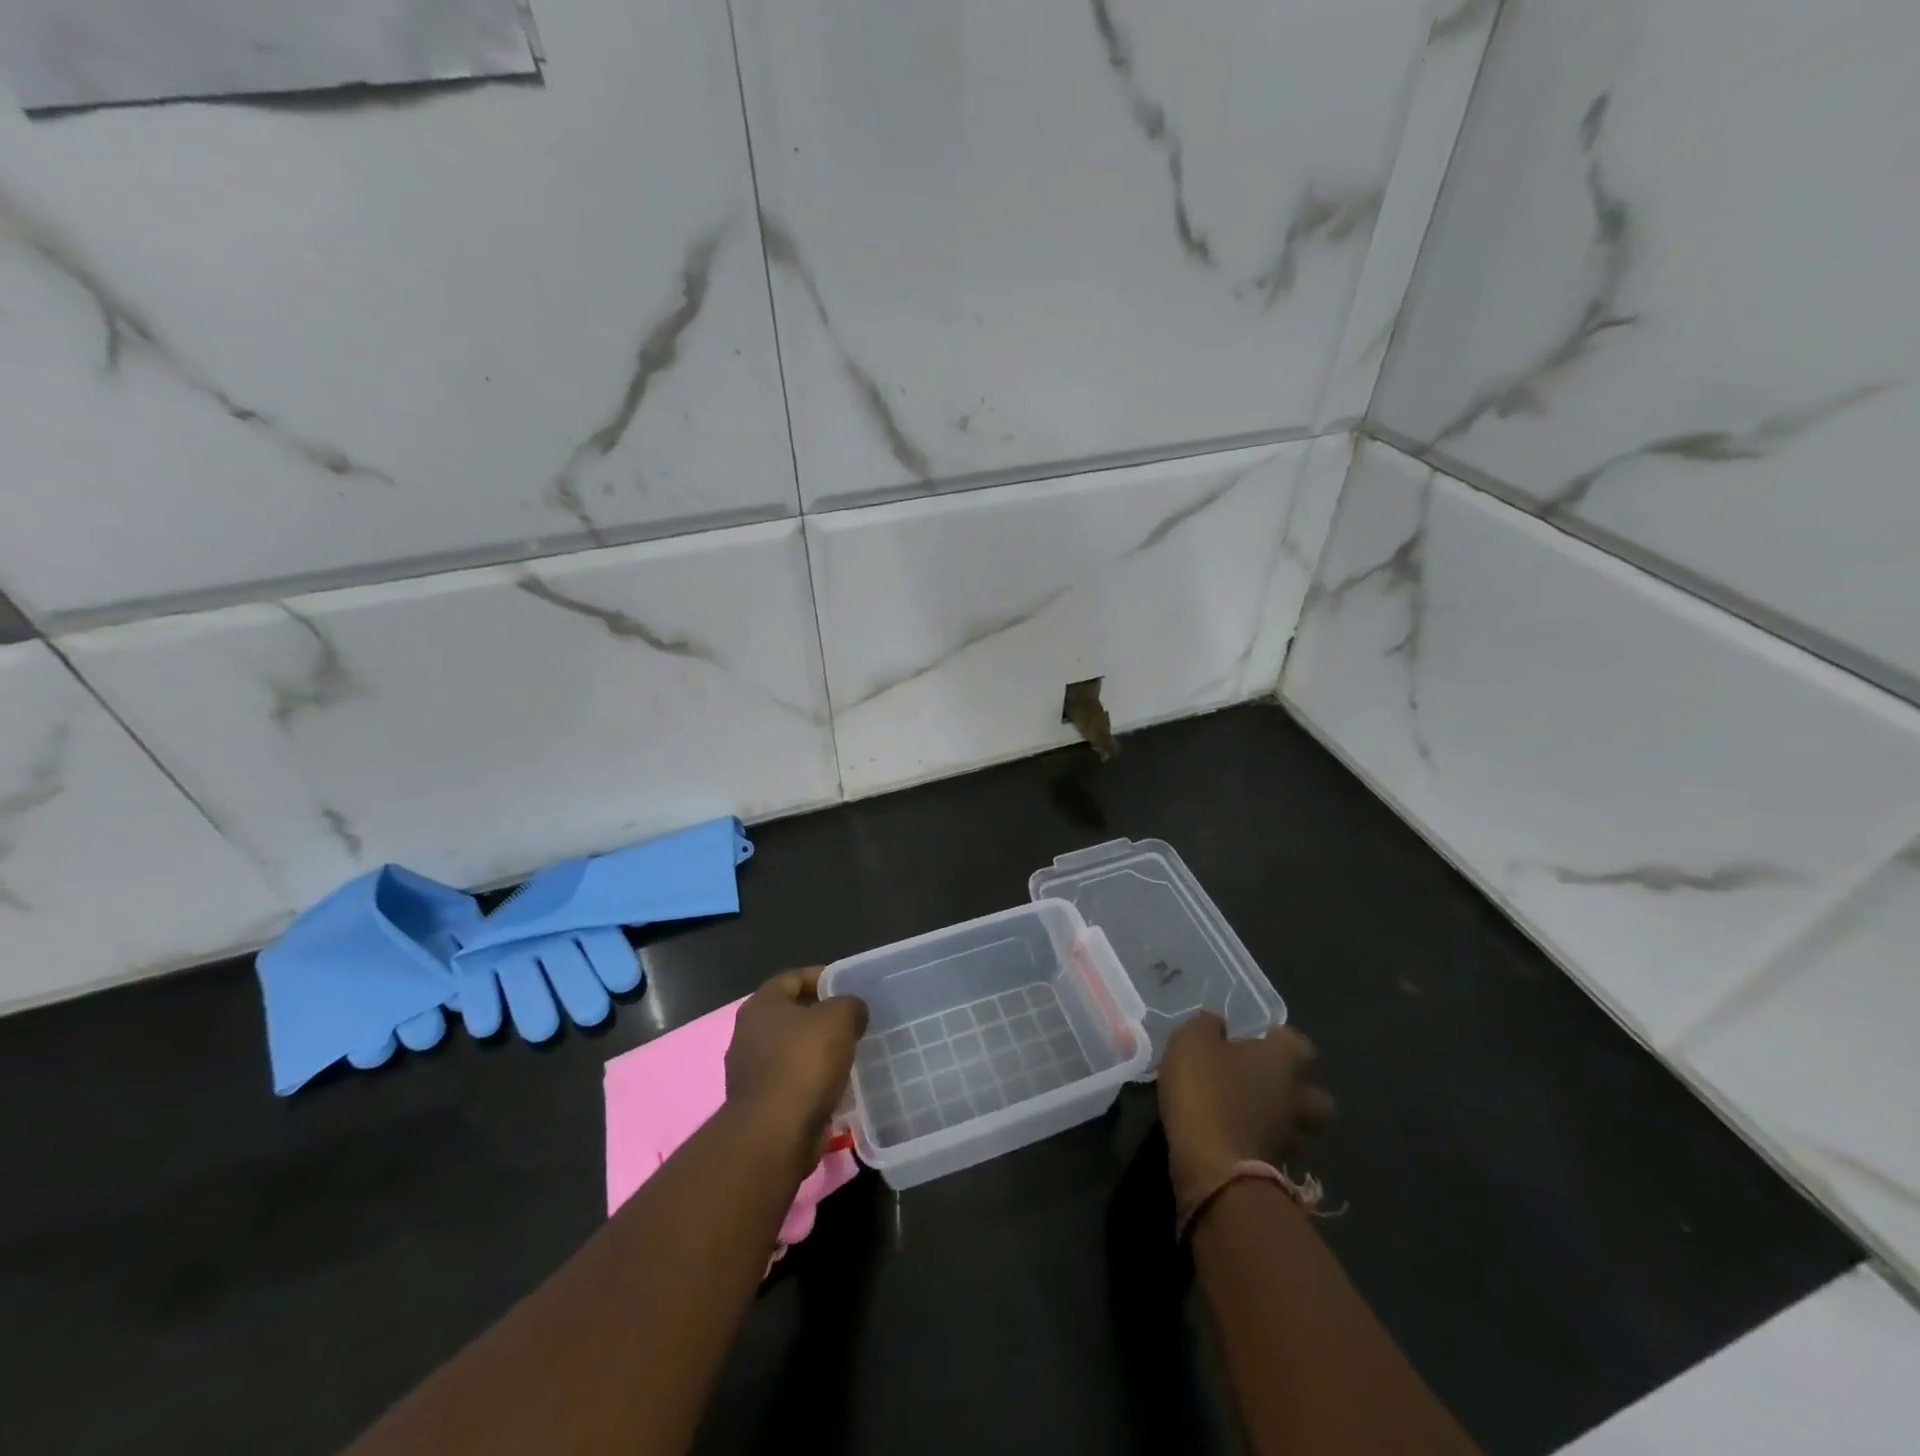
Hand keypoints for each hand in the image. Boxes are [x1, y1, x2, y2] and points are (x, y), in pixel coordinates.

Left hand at [726, 968, 868, 1151]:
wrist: (775, 1134)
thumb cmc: (804, 1063)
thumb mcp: (839, 1018)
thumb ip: (849, 1004)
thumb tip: (852, 1011)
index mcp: (762, 1005)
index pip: (794, 978)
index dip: (823, 977)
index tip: (850, 987)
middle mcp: (748, 1034)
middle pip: (792, 1015)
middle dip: (822, 1016)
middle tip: (853, 1021)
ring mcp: (750, 1071)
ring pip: (792, 1050)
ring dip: (818, 1051)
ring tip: (850, 1053)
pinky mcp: (759, 1104)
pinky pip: (792, 1081)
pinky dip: (812, 1081)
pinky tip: (836, 1086)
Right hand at [1157, 1013, 1333, 1208]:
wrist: (1212, 1163)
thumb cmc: (1206, 1089)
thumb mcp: (1192, 1041)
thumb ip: (1207, 1026)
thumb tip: (1218, 1022)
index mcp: (1284, 1059)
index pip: (1299, 1042)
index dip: (1280, 1039)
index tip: (1258, 1038)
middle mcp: (1299, 1097)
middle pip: (1315, 1092)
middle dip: (1298, 1087)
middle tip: (1266, 1080)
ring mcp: (1293, 1137)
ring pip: (1302, 1126)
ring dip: (1285, 1119)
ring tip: (1255, 1113)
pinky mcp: (1280, 1169)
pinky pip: (1280, 1149)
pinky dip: (1267, 1143)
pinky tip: (1242, 1136)